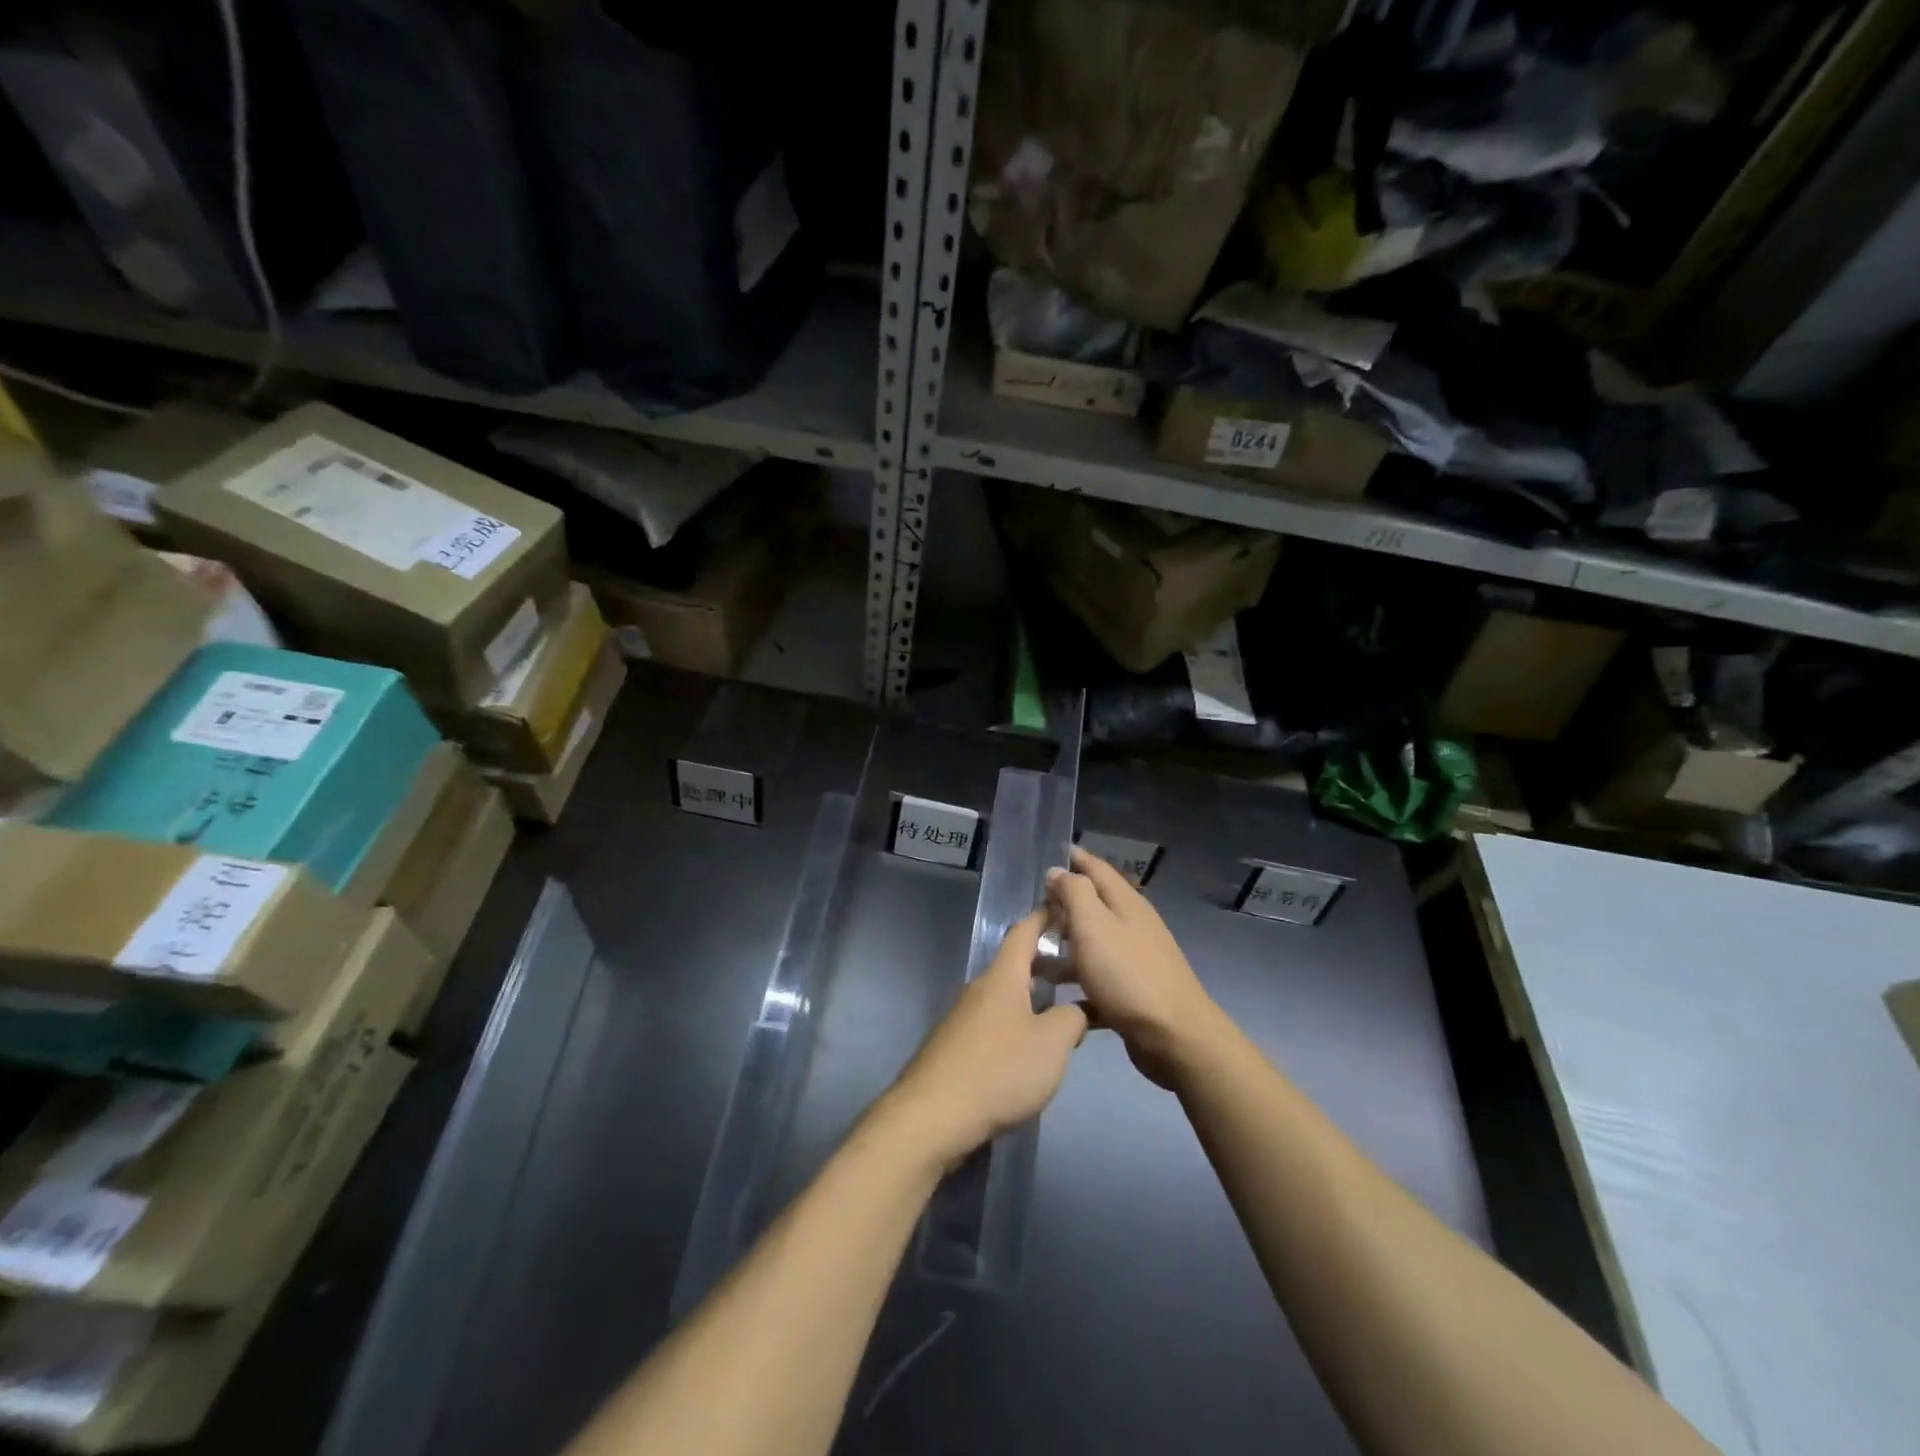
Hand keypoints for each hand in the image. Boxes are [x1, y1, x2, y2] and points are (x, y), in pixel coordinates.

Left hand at [881, 910, 1088, 1168]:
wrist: (933, 1115)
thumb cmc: (999, 1070)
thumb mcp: (1052, 1044)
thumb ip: (1072, 1019)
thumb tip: (1075, 1011)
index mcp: (1003, 977)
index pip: (1025, 931)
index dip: (1046, 917)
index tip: (1067, 907)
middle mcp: (980, 988)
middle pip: (1016, 964)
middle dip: (1048, 963)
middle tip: (1081, 971)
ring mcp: (964, 1017)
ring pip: (1007, 995)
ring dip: (1035, 996)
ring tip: (1065, 1012)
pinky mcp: (957, 1045)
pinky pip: (996, 1021)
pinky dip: (1019, 1021)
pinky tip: (1032, 1049)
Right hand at [1046, 847, 1226, 1089]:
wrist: (1175, 1037)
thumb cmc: (1128, 975)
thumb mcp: (1094, 926)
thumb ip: (1074, 893)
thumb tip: (1058, 870)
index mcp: (1126, 903)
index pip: (1097, 868)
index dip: (1074, 858)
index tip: (1049, 851)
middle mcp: (1133, 926)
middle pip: (1094, 905)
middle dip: (1063, 904)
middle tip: (1030, 908)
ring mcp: (1135, 960)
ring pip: (1093, 944)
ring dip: (1065, 946)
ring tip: (1032, 955)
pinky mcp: (1132, 992)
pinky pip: (1097, 979)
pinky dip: (1077, 981)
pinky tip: (1054, 994)